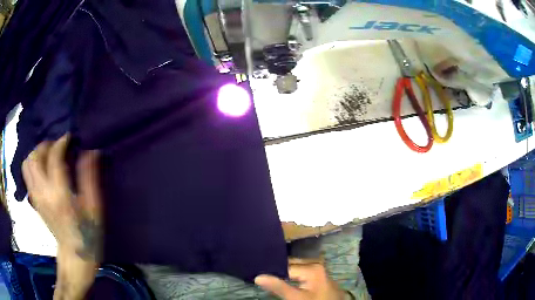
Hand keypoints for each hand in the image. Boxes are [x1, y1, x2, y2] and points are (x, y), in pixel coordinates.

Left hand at [22, 135, 101, 299]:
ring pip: (27, 164)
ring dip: (36, 153)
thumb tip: (90, 151)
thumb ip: (90, 178)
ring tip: (48, 155)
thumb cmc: (88, 233)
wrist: (75, 255)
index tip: (69, 138)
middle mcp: (43, 193)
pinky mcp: (34, 200)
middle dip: (45, 145)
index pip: (54, 158)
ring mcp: (36, 197)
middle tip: (57, 147)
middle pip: (35, 157)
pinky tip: (42, 168)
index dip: (61, 142)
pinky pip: (27, 174)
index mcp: (60, 195)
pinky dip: (32, 164)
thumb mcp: (94, 208)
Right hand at [255, 259, 350, 299]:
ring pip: (295, 268)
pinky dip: (291, 276)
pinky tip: (283, 280)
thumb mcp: (297, 298)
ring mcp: (318, 270)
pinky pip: (301, 272)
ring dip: (283, 273)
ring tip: (267, 276)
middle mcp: (315, 264)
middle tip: (260, 274)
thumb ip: (278, 287)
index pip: (284, 266)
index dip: (270, 270)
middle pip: (290, 264)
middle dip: (276, 269)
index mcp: (312, 267)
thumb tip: (258, 276)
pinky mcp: (318, 277)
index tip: (256, 272)